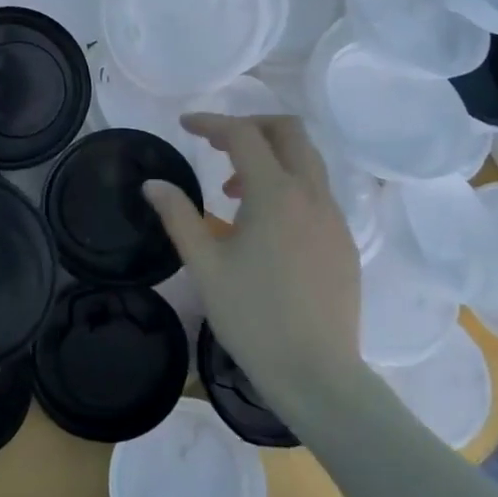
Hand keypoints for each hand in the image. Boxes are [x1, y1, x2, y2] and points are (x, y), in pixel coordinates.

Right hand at [142, 113, 365, 420]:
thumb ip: (178, 216)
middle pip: (289, 132)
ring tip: (233, 190)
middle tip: (216, 145)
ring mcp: (334, 218)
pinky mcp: (344, 242)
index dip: (211, 123)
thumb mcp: (204, 265)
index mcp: (276, 194)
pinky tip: (264, 226)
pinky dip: (287, 186)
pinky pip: (316, 193)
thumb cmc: (252, 316)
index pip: (243, 135)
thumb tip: (152, 183)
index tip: (184, 125)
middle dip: (251, 126)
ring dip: (270, 157)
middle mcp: (312, 195)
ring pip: (307, 161)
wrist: (316, 373)